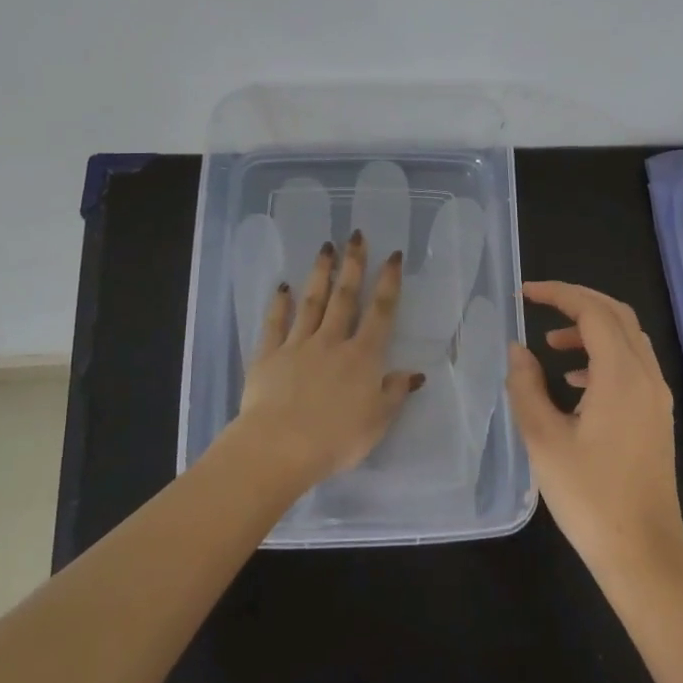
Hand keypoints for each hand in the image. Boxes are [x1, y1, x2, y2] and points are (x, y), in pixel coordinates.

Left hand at [233, 232, 423, 490]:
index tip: (393, 255)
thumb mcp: (378, 421)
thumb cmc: (336, 438)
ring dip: (320, 274)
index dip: (389, 282)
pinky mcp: (268, 356)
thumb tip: (414, 373)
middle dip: (353, 265)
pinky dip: (279, 305)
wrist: (280, 446)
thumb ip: (395, 393)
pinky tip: (282, 287)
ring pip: (311, 303)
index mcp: (363, 357)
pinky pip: (275, 324)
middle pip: (345, 297)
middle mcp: (332, 342)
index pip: (381, 312)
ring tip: (325, 248)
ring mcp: (298, 345)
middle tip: (356, 235)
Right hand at [506, 281, 682, 585]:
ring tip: (550, 345)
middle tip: (539, 304)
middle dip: (578, 301)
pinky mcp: (656, 417)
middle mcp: (646, 376)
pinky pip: (632, 366)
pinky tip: (574, 384)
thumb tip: (518, 350)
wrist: (642, 552)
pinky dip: (602, 357)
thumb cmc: (588, 496)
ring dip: (591, 330)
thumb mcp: (543, 439)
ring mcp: (656, 397)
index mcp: (620, 375)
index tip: (524, 293)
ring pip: (628, 340)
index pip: (593, 311)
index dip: (558, 294)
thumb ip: (526, 386)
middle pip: (617, 315)